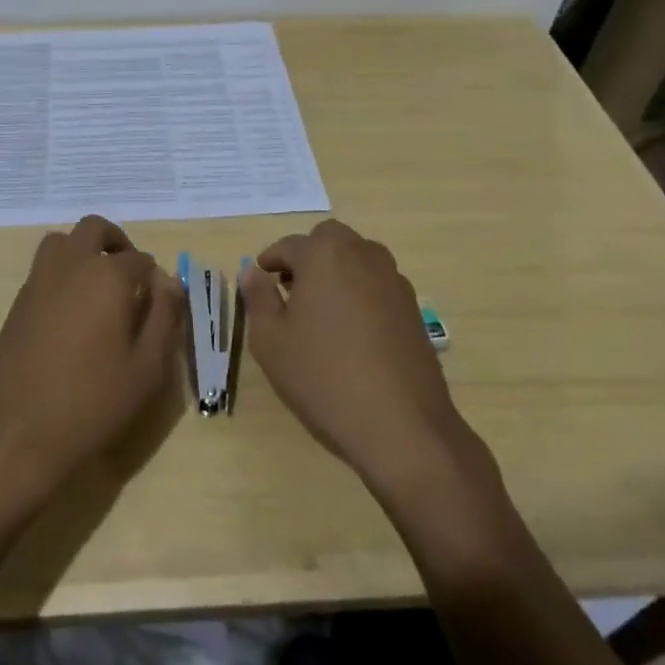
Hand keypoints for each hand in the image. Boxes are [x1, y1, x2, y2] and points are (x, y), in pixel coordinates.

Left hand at [0, 216, 185, 506]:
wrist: (16, 434)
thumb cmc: (92, 403)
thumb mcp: (147, 368)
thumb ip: (164, 318)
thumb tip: (171, 284)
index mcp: (108, 276)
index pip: (140, 260)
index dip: (154, 279)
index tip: (159, 304)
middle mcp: (71, 265)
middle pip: (95, 229)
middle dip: (117, 243)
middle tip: (130, 276)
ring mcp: (38, 280)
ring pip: (62, 241)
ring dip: (84, 249)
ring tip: (99, 287)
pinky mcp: (17, 301)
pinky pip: (43, 267)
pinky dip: (62, 271)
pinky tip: (72, 312)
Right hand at [240, 220, 499, 497]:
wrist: (400, 425)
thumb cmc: (323, 377)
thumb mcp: (271, 340)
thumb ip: (258, 298)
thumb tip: (252, 272)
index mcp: (324, 256)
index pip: (289, 245)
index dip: (269, 261)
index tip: (259, 281)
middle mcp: (363, 256)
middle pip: (330, 239)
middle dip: (307, 255)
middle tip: (290, 289)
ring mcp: (394, 281)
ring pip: (359, 257)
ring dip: (337, 270)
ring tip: (320, 310)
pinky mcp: (412, 309)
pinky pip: (379, 284)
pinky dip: (360, 292)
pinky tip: (351, 331)